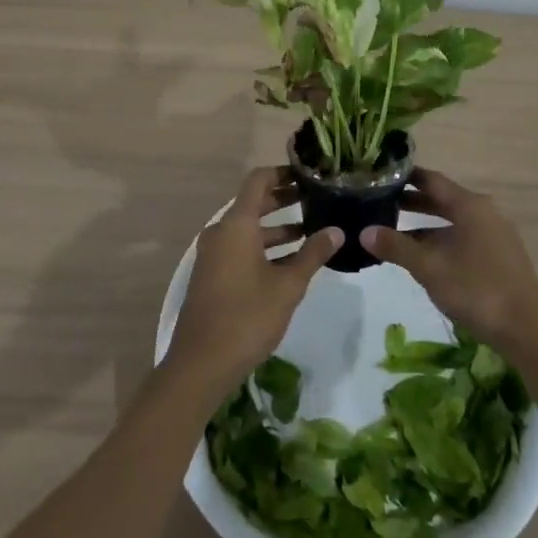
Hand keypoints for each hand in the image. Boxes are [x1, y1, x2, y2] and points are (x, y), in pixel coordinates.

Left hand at [165, 168, 342, 395]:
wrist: (200, 364)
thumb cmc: (247, 317)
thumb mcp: (287, 286)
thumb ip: (312, 254)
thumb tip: (337, 230)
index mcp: (236, 224)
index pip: (259, 180)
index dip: (283, 173)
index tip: (309, 176)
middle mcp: (221, 231)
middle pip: (254, 202)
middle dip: (284, 200)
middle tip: (316, 200)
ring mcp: (214, 254)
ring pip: (248, 228)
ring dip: (277, 228)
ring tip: (311, 232)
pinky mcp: (212, 274)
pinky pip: (240, 247)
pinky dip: (264, 247)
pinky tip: (290, 262)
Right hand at [362, 170, 537, 353]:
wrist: (527, 330)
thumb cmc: (476, 289)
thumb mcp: (429, 267)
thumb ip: (396, 247)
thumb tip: (364, 231)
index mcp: (469, 205)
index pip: (431, 179)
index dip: (406, 176)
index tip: (381, 175)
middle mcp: (484, 211)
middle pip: (443, 199)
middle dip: (413, 202)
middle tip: (381, 203)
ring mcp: (495, 233)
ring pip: (454, 220)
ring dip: (426, 225)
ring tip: (396, 232)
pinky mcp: (501, 255)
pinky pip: (465, 236)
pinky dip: (443, 239)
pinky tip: (426, 257)